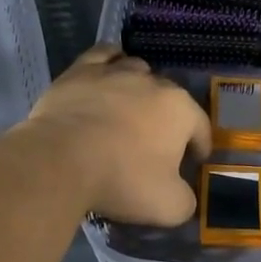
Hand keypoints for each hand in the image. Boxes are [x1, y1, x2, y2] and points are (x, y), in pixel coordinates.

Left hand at [23, 46, 210, 224]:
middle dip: (169, 120)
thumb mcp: (169, 206)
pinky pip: (104, 55)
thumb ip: (185, 199)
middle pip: (169, 98)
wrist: (59, 162)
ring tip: (130, 110)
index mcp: (180, 110)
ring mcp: (116, 72)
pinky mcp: (81, 70)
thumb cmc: (122, 180)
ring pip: (138, 71)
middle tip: (156, 145)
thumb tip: (182, 194)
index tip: (193, 163)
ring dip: (141, 88)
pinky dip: (111, 62)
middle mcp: (153, 82)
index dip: (200, 147)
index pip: (200, 128)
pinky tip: (108, 74)